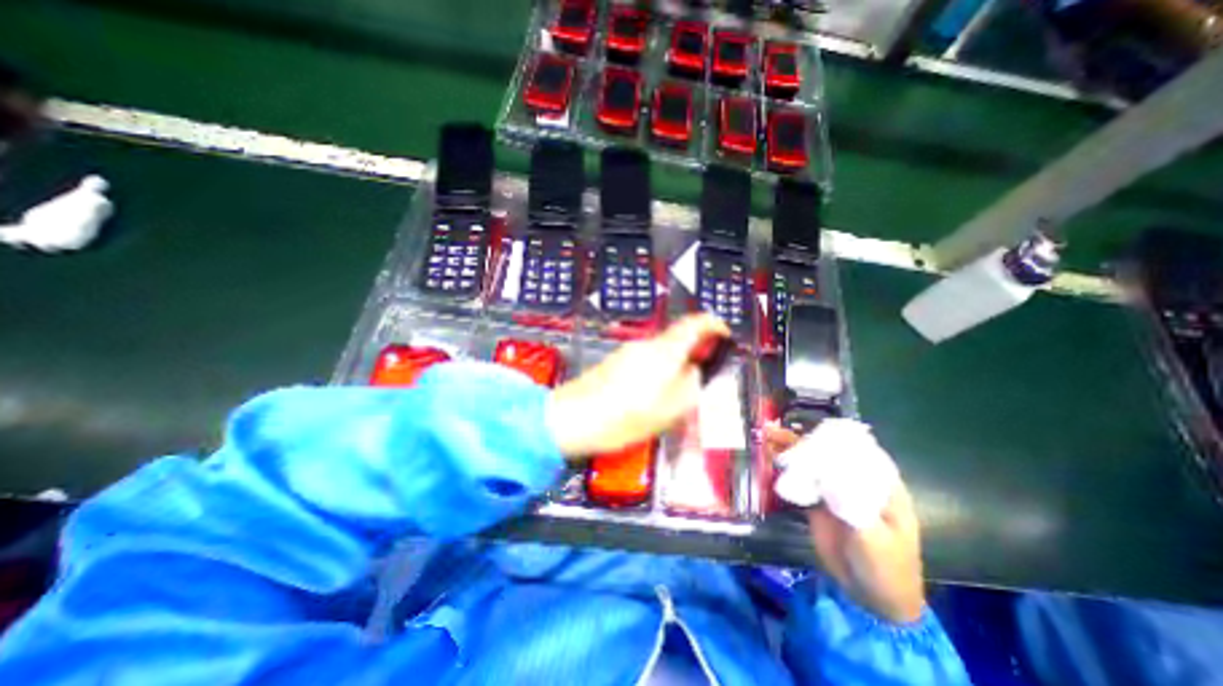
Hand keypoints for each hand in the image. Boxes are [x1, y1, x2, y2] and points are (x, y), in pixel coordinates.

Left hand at [544, 315, 724, 457]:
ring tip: (672, 400)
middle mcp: (646, 345)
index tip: (725, 335)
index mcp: (664, 352)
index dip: (713, 324)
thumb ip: (690, 387)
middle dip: (693, 357)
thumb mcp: (669, 411)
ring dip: (673, 368)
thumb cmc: (623, 417)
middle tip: (699, 383)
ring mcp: (627, 351)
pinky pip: (646, 361)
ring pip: (661, 353)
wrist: (571, 418)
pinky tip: (648, 399)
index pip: (694, 324)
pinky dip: (657, 373)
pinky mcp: (615, 361)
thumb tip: (695, 372)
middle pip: (677, 340)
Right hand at [762, 427, 928, 624]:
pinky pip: (800, 479)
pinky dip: (784, 468)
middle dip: (802, 439)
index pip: (855, 449)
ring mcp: (834, 488)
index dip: (831, 435)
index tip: (806, 428)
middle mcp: (855, 479)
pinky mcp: (818, 500)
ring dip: (789, 450)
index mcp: (878, 482)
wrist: (871, 597)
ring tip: (765, 438)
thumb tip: (827, 473)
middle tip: (774, 431)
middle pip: (827, 451)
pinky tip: (768, 458)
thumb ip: (852, 505)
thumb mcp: (873, 538)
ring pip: (811, 462)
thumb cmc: (885, 567)